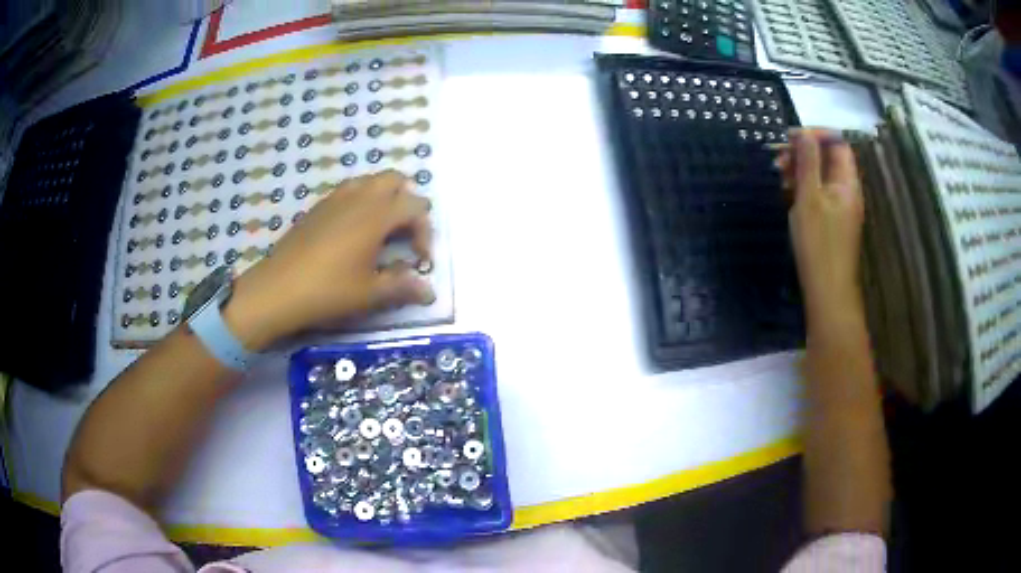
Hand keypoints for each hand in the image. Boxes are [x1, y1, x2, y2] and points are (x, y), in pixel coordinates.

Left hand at [223, 171, 434, 350]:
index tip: (420, 260)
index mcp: (377, 215)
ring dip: (383, 197)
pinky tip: (352, 232)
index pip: (415, 206)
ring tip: (380, 229)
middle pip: (394, 179)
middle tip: (404, 232)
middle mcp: (359, 197)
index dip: (425, 231)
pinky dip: (360, 201)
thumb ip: (403, 287)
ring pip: (369, 181)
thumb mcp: (370, 293)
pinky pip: (348, 191)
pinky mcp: (318, 207)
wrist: (278, 289)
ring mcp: (335, 199)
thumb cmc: (329, 290)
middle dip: (407, 200)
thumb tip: (430, 292)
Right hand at [776, 129, 864, 319]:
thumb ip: (807, 162)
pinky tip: (787, 194)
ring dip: (800, 170)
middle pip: (828, 158)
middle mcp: (847, 191)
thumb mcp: (809, 197)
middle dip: (803, 152)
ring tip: (778, 177)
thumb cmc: (819, 244)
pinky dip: (803, 188)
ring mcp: (841, 207)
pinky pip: (819, 194)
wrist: (828, 292)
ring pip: (821, 176)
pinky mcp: (832, 221)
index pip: (837, 143)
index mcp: (847, 182)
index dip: (815, 134)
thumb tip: (803, 132)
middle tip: (777, 159)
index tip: (789, 137)